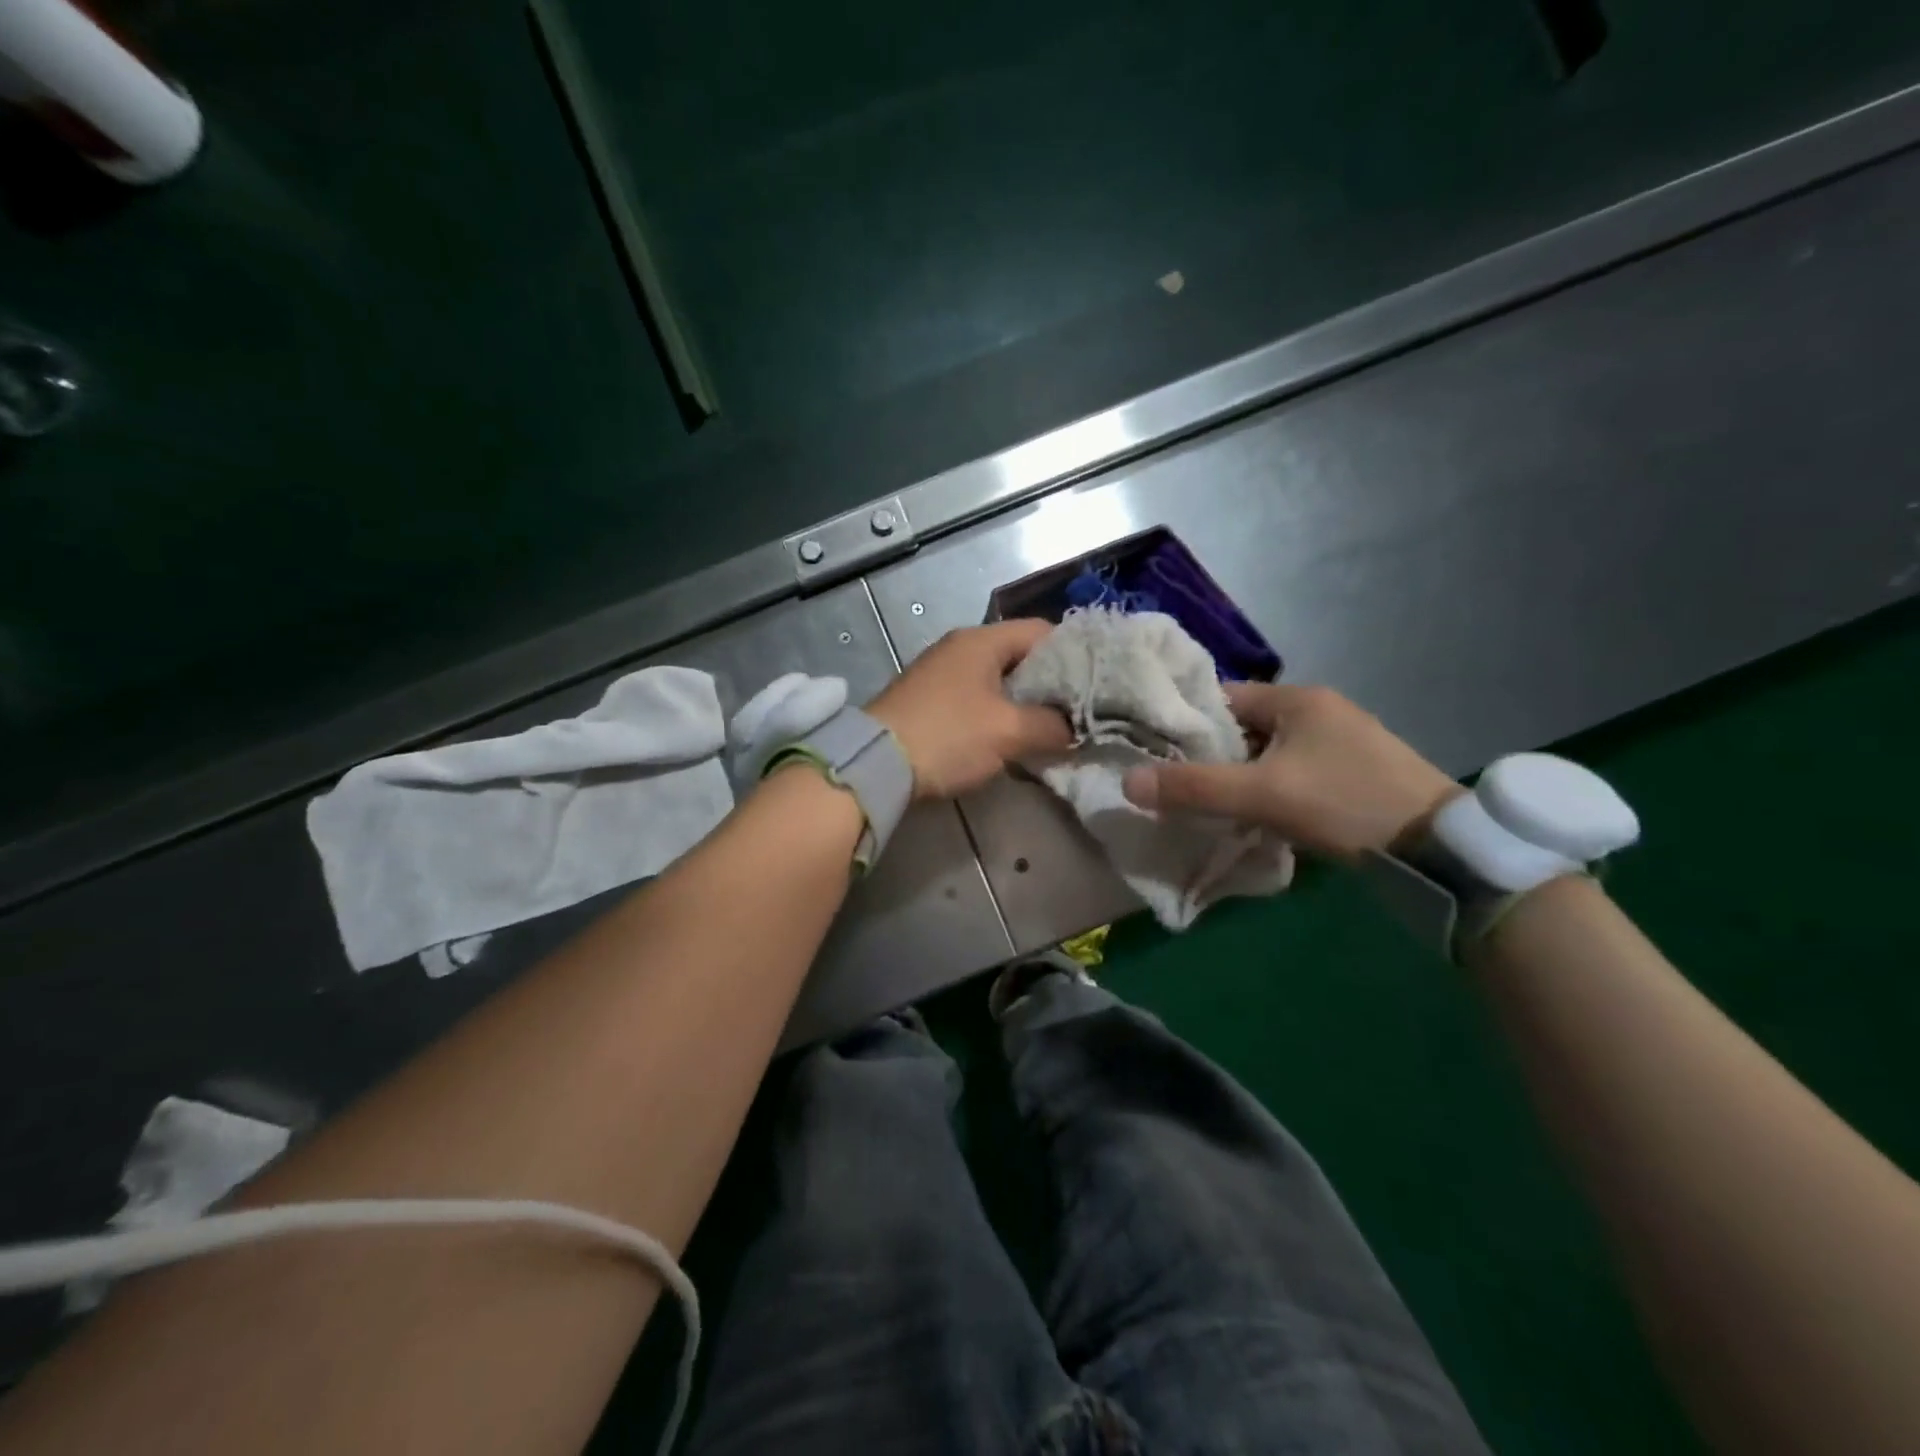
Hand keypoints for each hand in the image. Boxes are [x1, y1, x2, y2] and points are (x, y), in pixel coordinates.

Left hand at [867, 620, 1071, 800]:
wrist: (875, 764)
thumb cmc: (948, 736)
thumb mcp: (1009, 731)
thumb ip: (1052, 725)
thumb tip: (1074, 729)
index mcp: (981, 640)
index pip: (1042, 631)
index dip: (1074, 654)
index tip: (1096, 683)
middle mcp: (960, 648)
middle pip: (1020, 656)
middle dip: (1051, 683)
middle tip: (1077, 711)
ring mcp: (940, 673)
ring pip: (998, 680)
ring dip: (1024, 702)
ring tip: (1051, 728)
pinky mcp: (928, 700)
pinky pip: (976, 699)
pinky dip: (998, 714)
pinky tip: (1011, 738)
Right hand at [1122, 683, 1459, 859]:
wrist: (1440, 848)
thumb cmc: (1345, 803)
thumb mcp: (1262, 795)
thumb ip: (1194, 788)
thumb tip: (1127, 783)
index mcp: (1298, 699)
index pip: (1224, 698)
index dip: (1188, 722)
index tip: (1156, 750)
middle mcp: (1320, 710)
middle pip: (1245, 726)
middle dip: (1213, 753)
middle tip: (1178, 783)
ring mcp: (1341, 741)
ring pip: (1269, 752)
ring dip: (1242, 774)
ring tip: (1210, 802)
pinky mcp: (1354, 771)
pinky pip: (1293, 770)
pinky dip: (1270, 787)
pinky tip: (1257, 813)